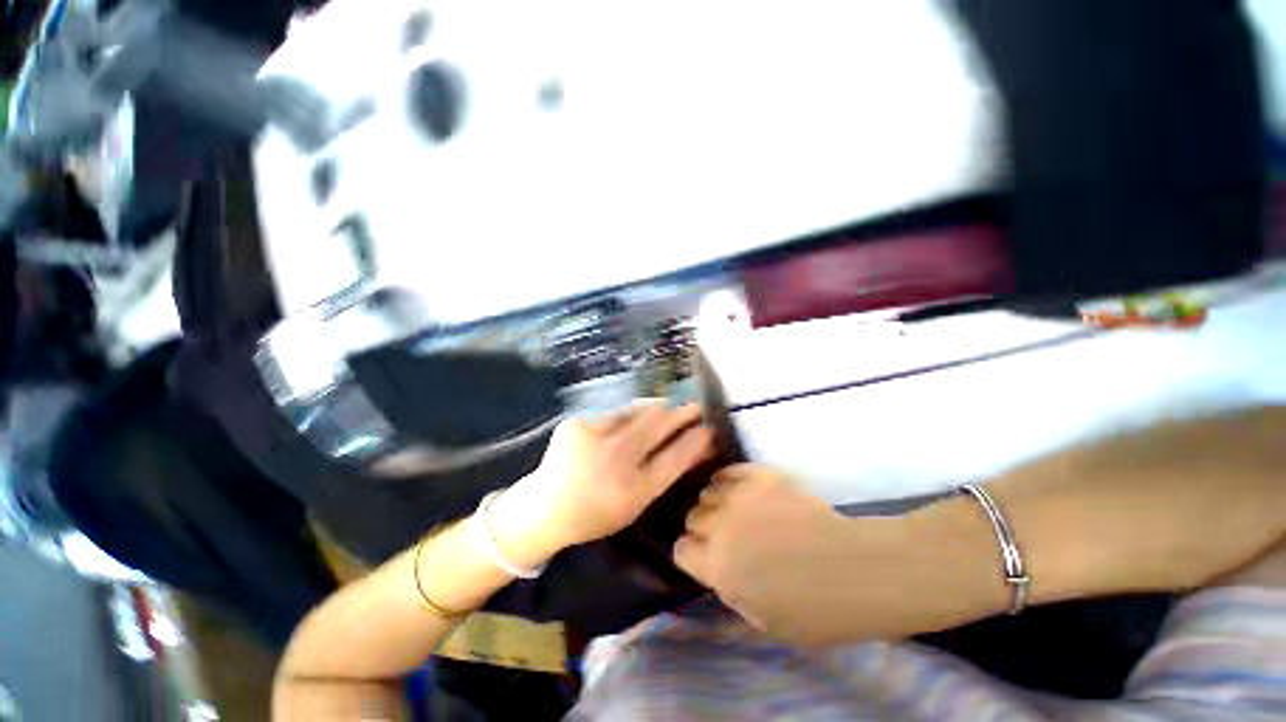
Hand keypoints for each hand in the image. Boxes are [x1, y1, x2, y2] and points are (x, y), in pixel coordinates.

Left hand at [495, 402, 713, 558]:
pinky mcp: (577, 423)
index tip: (709, 428)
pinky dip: (630, 413)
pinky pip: (615, 413)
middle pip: (657, 426)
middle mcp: (614, 461)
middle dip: (682, 413)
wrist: (544, 507)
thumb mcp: (636, 503)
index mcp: (631, 490)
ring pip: (637, 412)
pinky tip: (635, 416)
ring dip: (657, 408)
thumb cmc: (596, 512)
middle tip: (695, 406)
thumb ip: (665, 473)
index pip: (674, 458)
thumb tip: (697, 446)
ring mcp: (593, 438)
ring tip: (670, 406)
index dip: (695, 441)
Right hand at [673, 465, 866, 643]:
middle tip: (725, 536)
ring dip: (717, 503)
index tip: (704, 558)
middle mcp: (719, 526)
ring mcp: (740, 496)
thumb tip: (719, 571)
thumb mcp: (762, 621)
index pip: (681, 550)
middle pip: (693, 516)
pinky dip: (730, 480)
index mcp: (716, 565)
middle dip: (704, 528)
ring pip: (709, 491)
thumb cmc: (813, 610)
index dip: (692, 555)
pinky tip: (741, 490)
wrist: (854, 570)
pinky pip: (731, 471)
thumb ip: (730, 591)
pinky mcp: (761, 477)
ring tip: (735, 511)